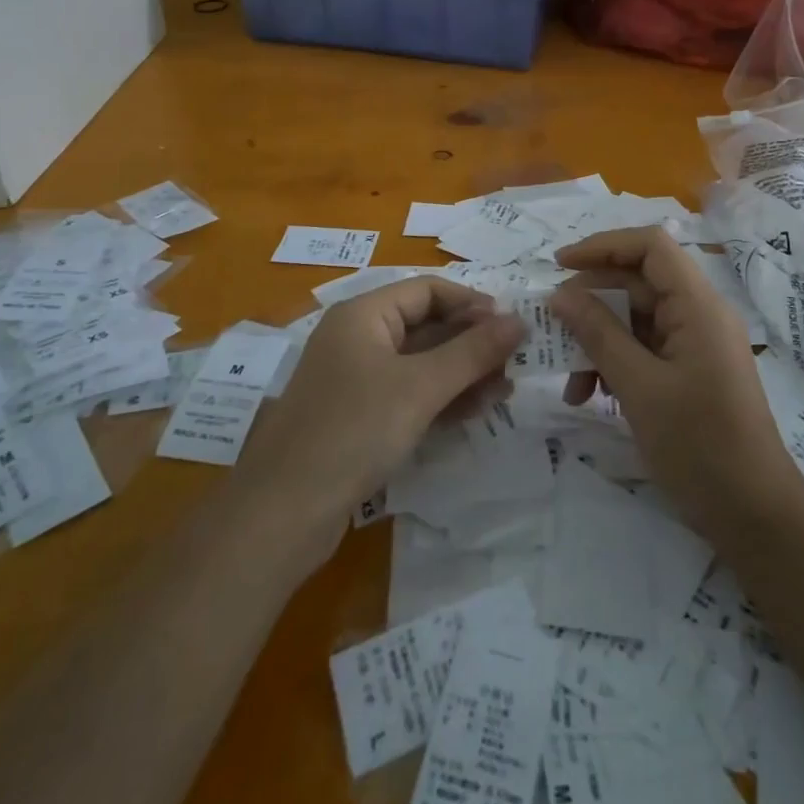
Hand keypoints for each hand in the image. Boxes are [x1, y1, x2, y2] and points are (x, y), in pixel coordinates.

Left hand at [231, 279, 525, 556]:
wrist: (283, 513)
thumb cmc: (354, 430)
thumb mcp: (421, 387)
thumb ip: (473, 351)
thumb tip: (520, 320)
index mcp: (364, 315)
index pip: (428, 290)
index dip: (471, 303)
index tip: (511, 326)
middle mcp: (358, 339)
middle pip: (426, 326)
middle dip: (472, 344)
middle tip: (515, 363)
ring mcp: (357, 380)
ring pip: (421, 364)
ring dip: (462, 374)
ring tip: (504, 392)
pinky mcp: (359, 418)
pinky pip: (409, 395)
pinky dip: (441, 399)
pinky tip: (474, 412)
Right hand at [551, 227, 801, 540]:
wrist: (754, 516)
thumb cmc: (699, 446)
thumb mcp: (638, 387)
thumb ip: (598, 334)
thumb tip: (560, 294)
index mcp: (698, 306)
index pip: (650, 246)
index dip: (603, 246)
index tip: (558, 266)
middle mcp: (701, 314)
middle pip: (639, 282)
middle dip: (591, 302)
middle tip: (552, 327)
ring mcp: (697, 344)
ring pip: (637, 319)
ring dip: (599, 341)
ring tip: (571, 383)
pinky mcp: (692, 371)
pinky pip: (646, 349)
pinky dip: (616, 364)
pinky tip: (591, 395)